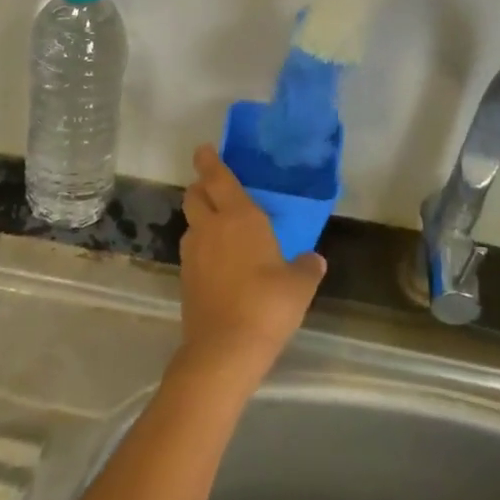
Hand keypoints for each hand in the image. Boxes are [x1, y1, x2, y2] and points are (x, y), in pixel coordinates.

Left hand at [176, 145, 325, 386]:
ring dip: (200, 218)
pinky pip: (192, 250)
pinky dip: (201, 246)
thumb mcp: (299, 286)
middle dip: (200, 187)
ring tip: (219, 227)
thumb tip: (314, 260)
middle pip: (194, 196)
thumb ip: (306, 267)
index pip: (219, 179)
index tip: (204, 150)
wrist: (224, 349)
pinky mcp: (185, 278)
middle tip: (213, 188)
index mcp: (239, 218)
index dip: (210, 162)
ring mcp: (193, 253)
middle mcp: (211, 228)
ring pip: (191, 223)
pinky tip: (217, 262)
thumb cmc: (267, 305)